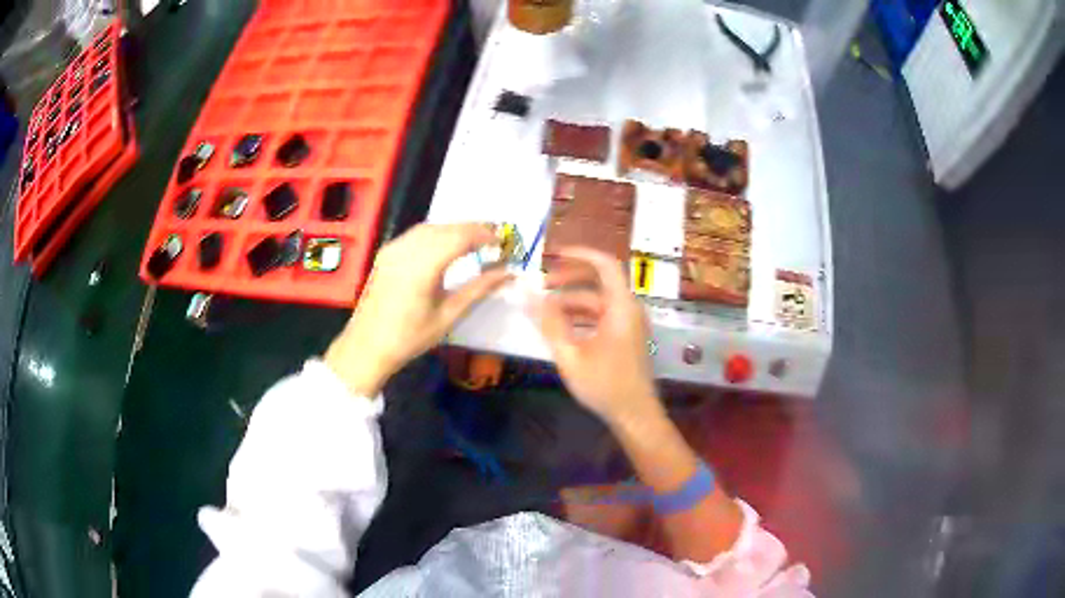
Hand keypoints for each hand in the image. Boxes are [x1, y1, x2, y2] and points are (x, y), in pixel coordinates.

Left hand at [325, 223, 510, 395]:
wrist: (367, 345)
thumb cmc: (409, 337)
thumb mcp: (448, 315)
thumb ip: (479, 289)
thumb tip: (508, 273)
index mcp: (423, 266)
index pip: (460, 237)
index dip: (484, 235)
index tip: (502, 243)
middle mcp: (407, 250)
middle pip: (446, 228)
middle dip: (472, 230)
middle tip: (493, 241)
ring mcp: (393, 248)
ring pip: (430, 227)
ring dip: (454, 230)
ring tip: (474, 241)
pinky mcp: (387, 252)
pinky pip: (416, 234)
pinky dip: (436, 233)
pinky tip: (446, 245)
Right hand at [531, 248, 660, 425]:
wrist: (635, 415)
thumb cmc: (604, 385)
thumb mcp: (570, 355)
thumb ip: (549, 322)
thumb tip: (527, 294)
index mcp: (621, 307)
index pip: (605, 264)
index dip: (580, 253)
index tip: (554, 254)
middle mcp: (629, 309)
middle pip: (600, 281)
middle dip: (569, 279)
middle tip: (542, 285)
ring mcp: (630, 323)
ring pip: (598, 301)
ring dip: (572, 301)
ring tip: (544, 311)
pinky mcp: (626, 337)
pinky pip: (602, 316)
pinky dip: (581, 316)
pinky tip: (560, 328)